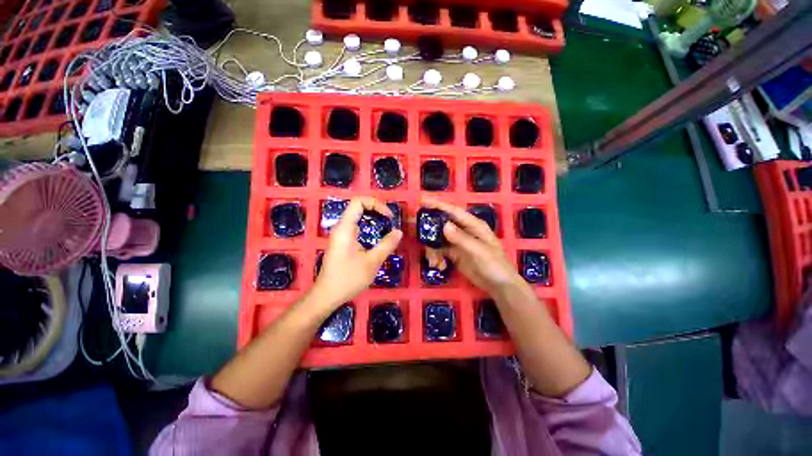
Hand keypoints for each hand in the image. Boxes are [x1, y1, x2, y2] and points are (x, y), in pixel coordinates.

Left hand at [311, 197, 402, 310]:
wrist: (327, 295)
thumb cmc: (348, 278)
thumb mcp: (372, 262)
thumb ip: (387, 245)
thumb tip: (398, 232)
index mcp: (345, 228)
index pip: (358, 201)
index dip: (376, 204)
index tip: (388, 217)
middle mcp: (341, 228)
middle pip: (358, 208)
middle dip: (376, 211)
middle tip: (390, 222)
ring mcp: (340, 236)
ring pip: (358, 218)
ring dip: (373, 220)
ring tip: (387, 229)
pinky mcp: (342, 243)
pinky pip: (356, 228)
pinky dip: (368, 229)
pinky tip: (377, 240)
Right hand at [422, 197, 522, 295]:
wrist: (499, 286)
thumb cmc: (494, 265)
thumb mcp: (479, 251)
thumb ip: (461, 238)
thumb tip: (444, 225)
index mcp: (473, 225)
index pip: (453, 211)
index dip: (437, 205)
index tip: (421, 201)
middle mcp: (464, 230)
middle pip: (442, 224)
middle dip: (429, 230)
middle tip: (417, 234)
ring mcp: (458, 242)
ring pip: (438, 239)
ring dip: (432, 249)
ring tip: (433, 262)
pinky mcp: (454, 254)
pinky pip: (440, 251)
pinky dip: (436, 257)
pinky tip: (439, 266)